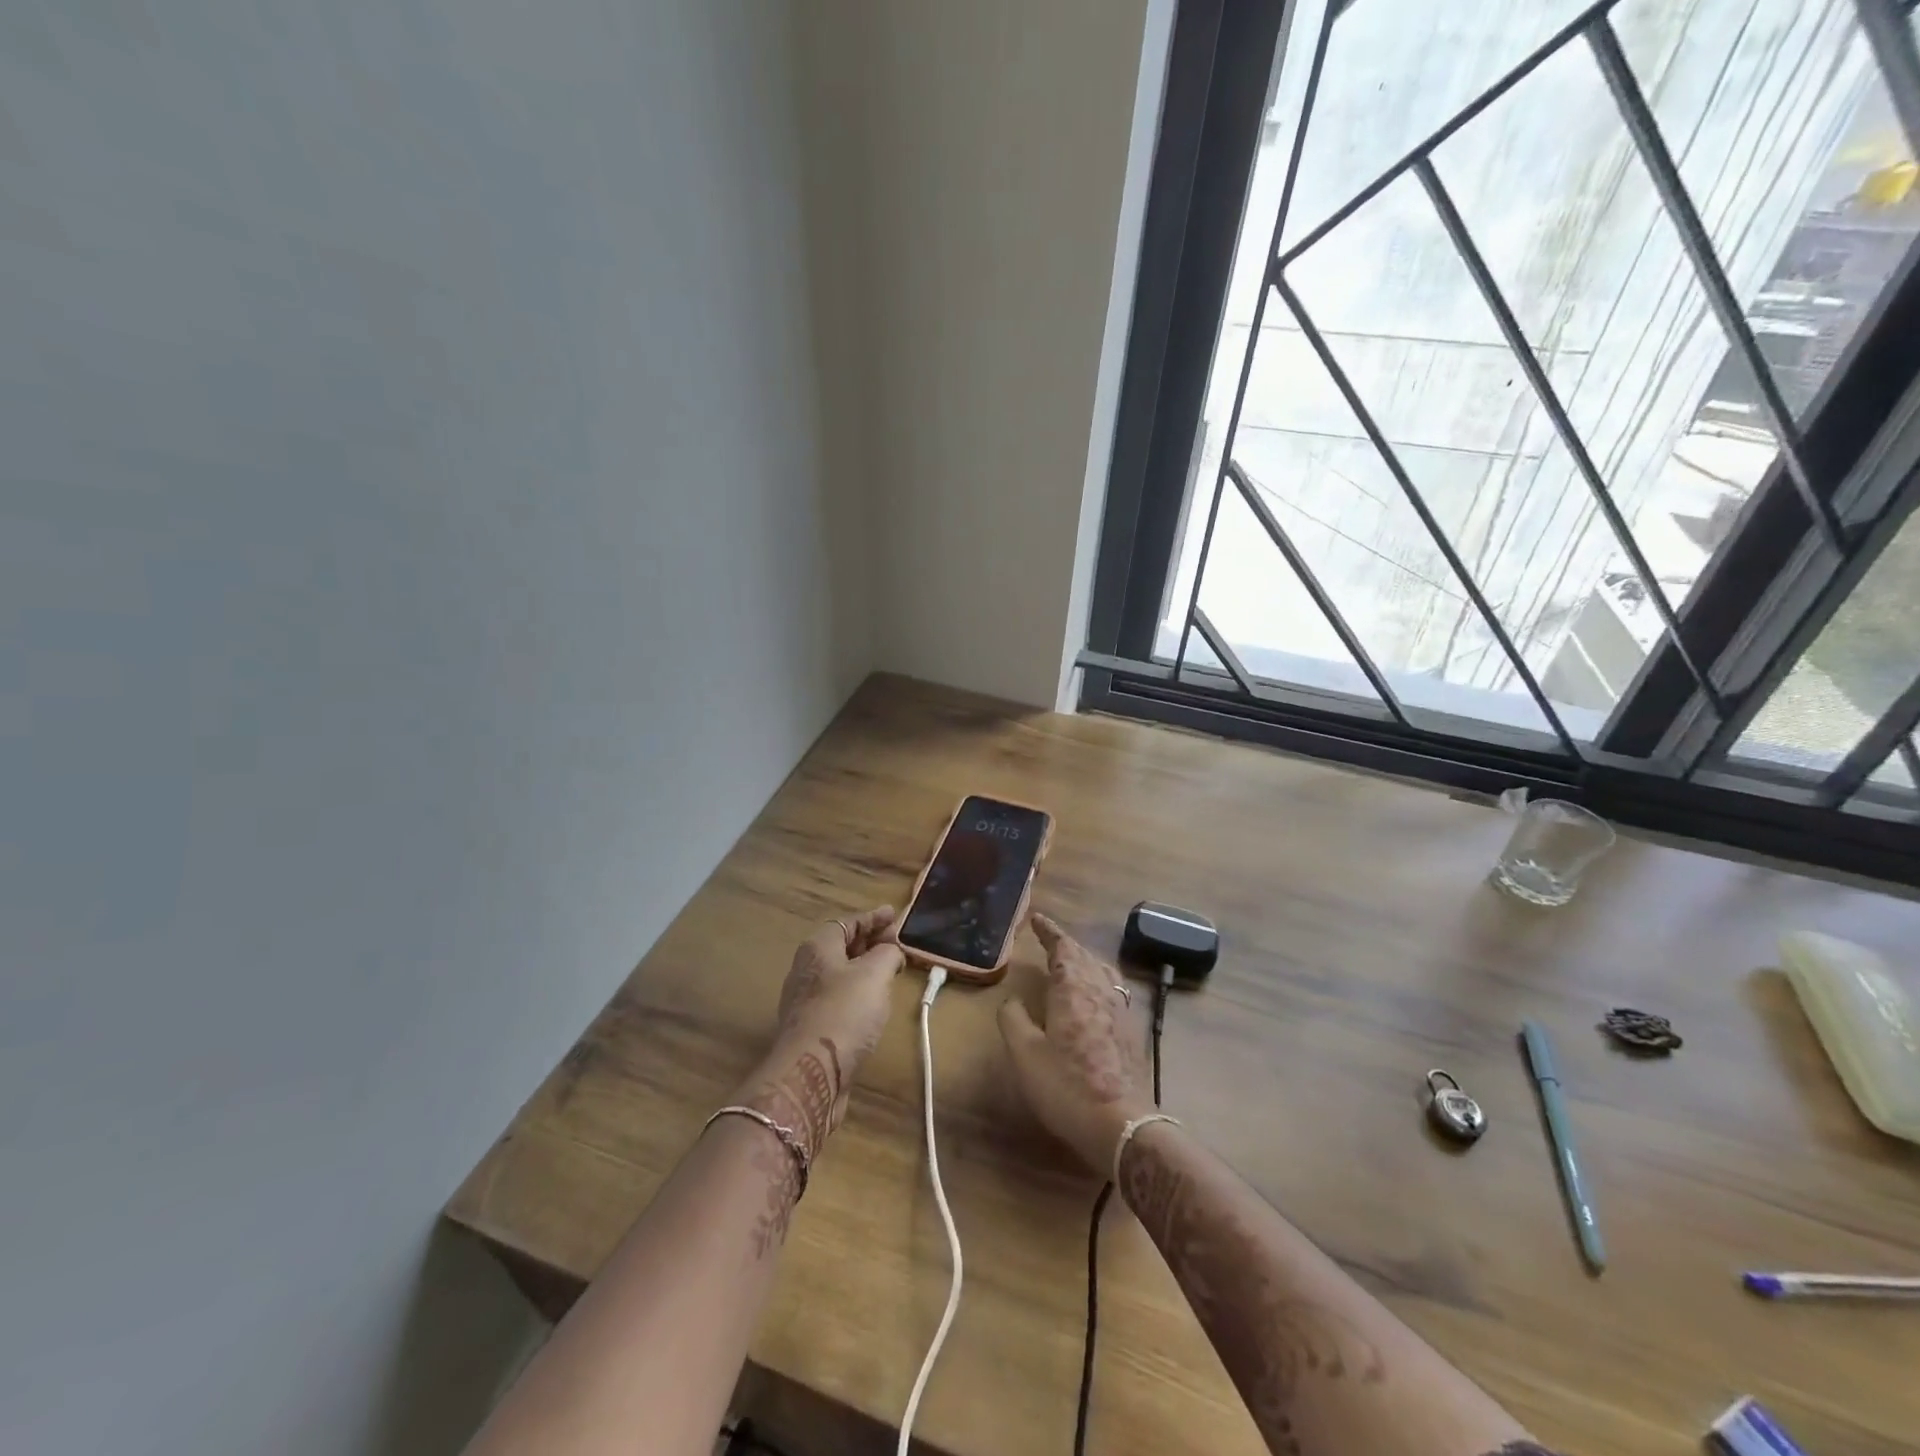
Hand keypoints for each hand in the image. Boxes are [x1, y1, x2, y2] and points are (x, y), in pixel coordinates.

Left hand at [741, 907, 903, 1154]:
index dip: (872, 917)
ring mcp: (805, 1000)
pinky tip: (873, 1003)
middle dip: (869, 942)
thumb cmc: (844, 1012)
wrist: (811, 1074)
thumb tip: (890, 950)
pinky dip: (858, 993)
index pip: (847, 922)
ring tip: (889, 970)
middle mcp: (806, 969)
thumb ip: (887, 954)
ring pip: (839, 974)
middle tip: (896, 943)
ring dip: (864, 969)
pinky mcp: (811, 1028)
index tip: (894, 914)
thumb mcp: (874, 974)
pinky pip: (838, 998)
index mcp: (817, 948)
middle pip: (841, 946)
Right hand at [998, 912, 1152, 1175]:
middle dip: (1066, 944)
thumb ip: (1014, 1019)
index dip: (1049, 931)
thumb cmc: (1066, 1085)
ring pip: (1102, 970)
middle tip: (1048, 939)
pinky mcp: (1130, 1031)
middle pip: (1084, 955)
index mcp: (1073, 988)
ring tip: (1071, 961)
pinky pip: (1112, 988)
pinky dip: (1098, 979)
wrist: (1121, 1125)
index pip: (1062, 947)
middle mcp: (1100, 990)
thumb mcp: (1025, 1054)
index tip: (1037, 918)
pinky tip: (1094, 995)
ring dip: (1084, 959)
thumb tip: (1012, 1000)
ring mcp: (1120, 1010)